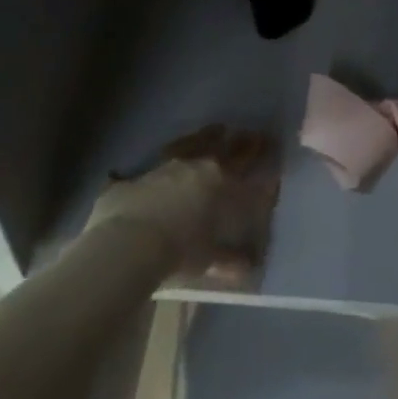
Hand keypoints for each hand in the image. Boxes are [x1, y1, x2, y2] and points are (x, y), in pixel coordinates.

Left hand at [89, 126, 280, 285]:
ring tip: (215, 130)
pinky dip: (164, 160)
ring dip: (204, 137)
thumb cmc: (179, 251)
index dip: (260, 151)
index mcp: (221, 182)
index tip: (270, 142)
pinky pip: (154, 163)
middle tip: (248, 133)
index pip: (247, 161)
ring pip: (190, 144)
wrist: (127, 244)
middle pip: (222, 145)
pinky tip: (163, 159)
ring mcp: (164, 168)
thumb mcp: (209, 259)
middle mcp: (196, 167)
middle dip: (238, 140)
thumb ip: (230, 260)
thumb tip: (248, 268)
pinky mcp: (135, 177)